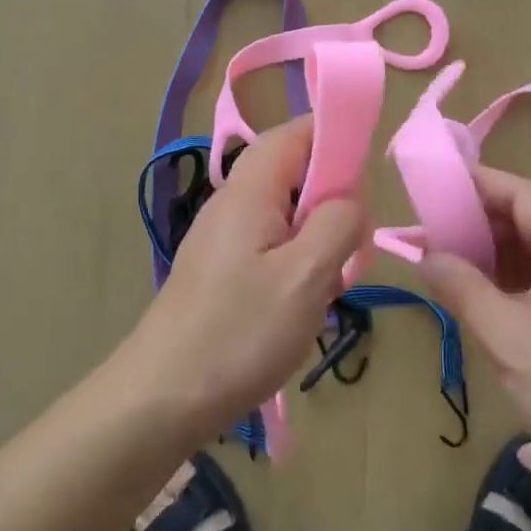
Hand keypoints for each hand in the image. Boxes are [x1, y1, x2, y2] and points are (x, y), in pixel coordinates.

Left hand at [128, 117, 367, 441]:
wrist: (162, 397)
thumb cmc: (239, 333)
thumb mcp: (306, 277)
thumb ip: (338, 224)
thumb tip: (351, 201)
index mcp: (250, 189)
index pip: (296, 132)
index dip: (336, 139)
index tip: (368, 180)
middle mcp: (233, 202)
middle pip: (294, 171)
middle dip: (333, 199)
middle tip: (351, 247)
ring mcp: (224, 236)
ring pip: (287, 212)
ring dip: (319, 237)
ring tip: (330, 282)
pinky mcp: (222, 268)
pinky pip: (272, 243)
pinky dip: (299, 261)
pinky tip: (305, 303)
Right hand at [418, 166, 530, 482]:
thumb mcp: (505, 334)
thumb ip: (461, 287)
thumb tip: (426, 256)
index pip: (524, 194)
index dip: (480, 184)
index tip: (438, 185)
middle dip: (481, 220)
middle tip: (433, 227)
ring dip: (496, 250)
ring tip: (450, 256)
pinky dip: (514, 275)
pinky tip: (484, 290)